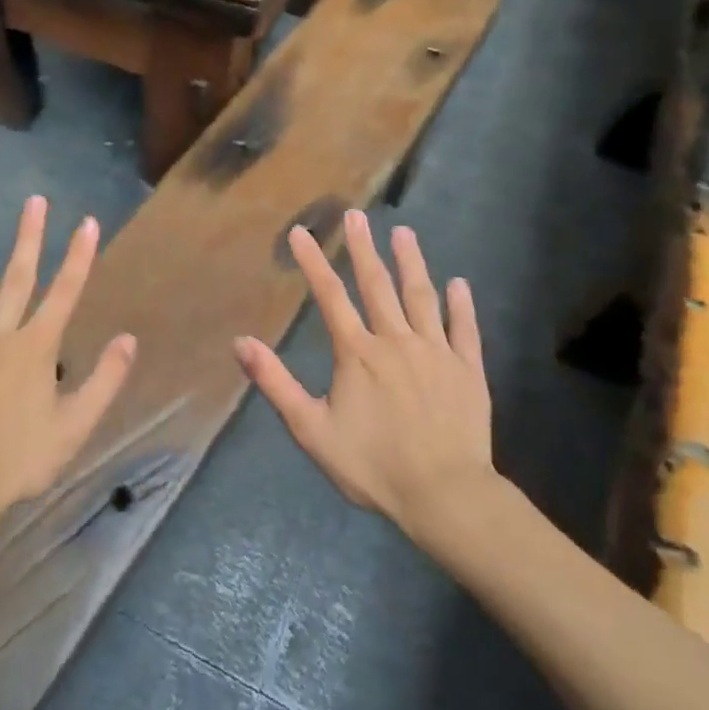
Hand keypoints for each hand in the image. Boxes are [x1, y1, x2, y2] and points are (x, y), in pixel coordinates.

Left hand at [0, 197, 135, 521]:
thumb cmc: (24, 457)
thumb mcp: (76, 425)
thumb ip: (105, 379)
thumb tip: (128, 339)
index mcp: (36, 348)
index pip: (65, 292)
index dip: (79, 256)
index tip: (88, 223)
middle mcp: (0, 336)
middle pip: (17, 278)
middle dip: (28, 238)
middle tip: (33, 201)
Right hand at [235, 210, 492, 535]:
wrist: (443, 493)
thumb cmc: (372, 465)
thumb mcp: (311, 429)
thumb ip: (276, 383)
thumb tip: (241, 342)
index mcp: (357, 353)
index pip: (330, 296)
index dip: (313, 262)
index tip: (301, 232)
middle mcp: (396, 341)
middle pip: (377, 285)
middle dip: (363, 248)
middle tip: (356, 215)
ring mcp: (436, 352)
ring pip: (422, 296)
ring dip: (411, 263)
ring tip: (404, 233)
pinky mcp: (467, 369)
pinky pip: (464, 329)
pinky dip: (461, 305)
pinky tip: (460, 284)